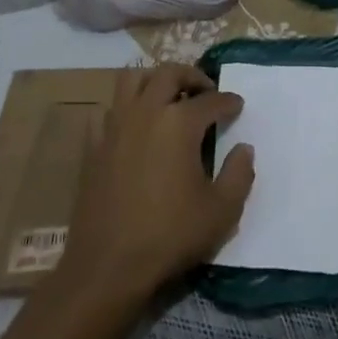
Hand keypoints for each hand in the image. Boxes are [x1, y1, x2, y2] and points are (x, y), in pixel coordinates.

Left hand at [59, 64, 252, 302]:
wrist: (108, 265)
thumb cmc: (170, 235)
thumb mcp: (222, 211)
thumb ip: (239, 174)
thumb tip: (243, 148)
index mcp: (179, 123)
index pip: (211, 100)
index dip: (228, 101)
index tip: (237, 106)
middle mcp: (146, 112)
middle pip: (168, 73)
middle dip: (192, 76)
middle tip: (205, 90)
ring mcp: (114, 126)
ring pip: (131, 80)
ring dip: (153, 80)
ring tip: (168, 96)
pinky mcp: (93, 145)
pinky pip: (108, 110)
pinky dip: (124, 109)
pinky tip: (133, 126)